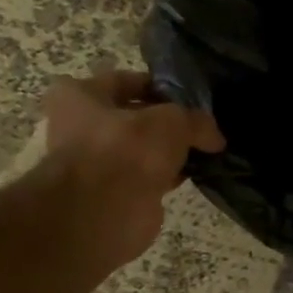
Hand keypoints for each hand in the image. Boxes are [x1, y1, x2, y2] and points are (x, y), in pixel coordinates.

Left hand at [40, 71, 224, 270]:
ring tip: (206, 150)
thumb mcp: (173, 121)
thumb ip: (197, 121)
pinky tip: (195, 174)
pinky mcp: (114, 192)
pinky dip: (169, 175)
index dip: (160, 87)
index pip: (126, 80)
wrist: (105, 211)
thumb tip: (214, 138)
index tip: (191, 98)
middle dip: (167, 123)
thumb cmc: (127, 149)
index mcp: (77, 96)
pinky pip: (148, 176)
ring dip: (170, 152)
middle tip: (202, 126)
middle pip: (134, 117)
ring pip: (142, 149)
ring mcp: (96, 162)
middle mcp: (80, 126)